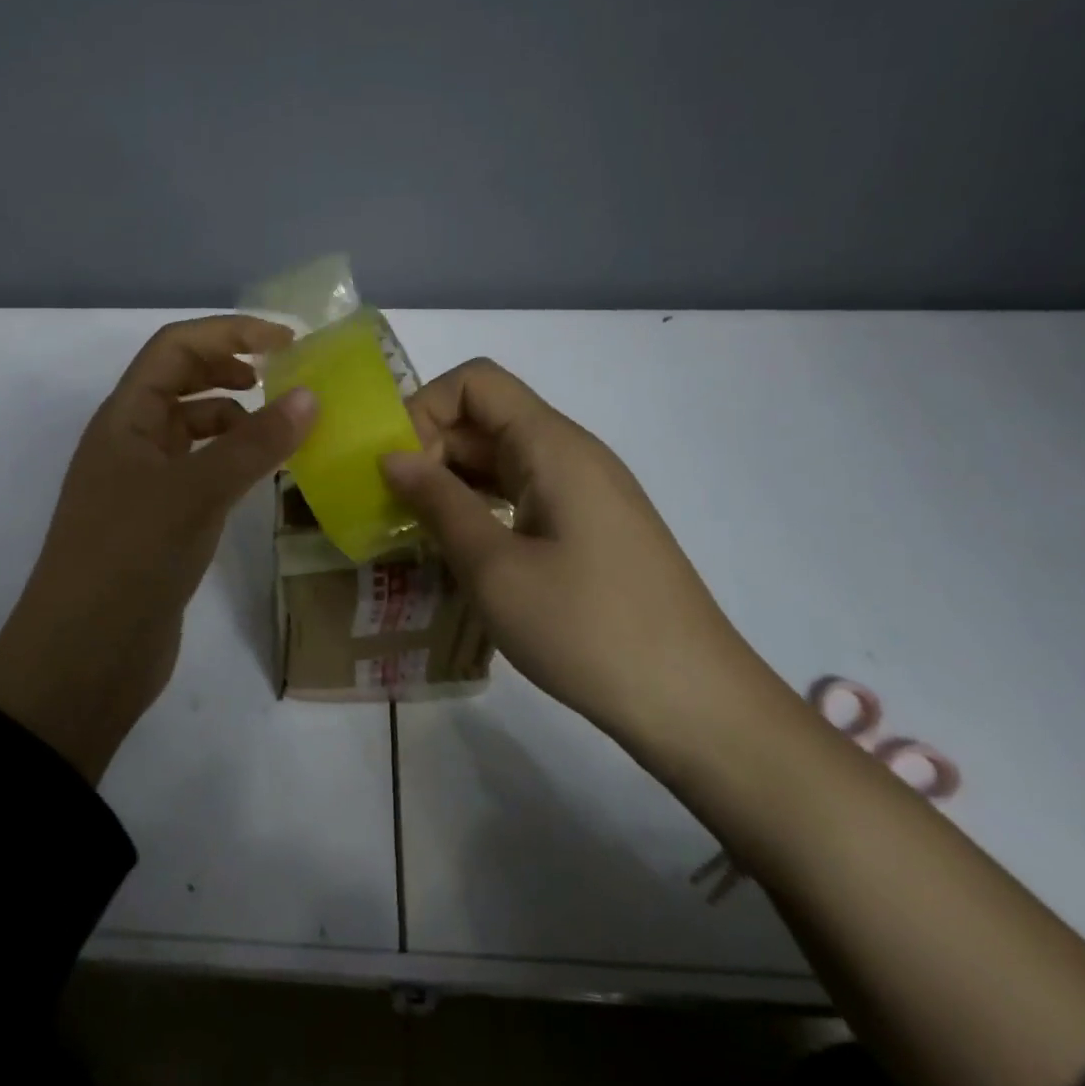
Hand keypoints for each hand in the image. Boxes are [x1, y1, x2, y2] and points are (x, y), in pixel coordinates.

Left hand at [0, 316, 316, 782]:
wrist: (84, 656)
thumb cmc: (130, 557)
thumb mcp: (195, 492)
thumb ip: (254, 444)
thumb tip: (311, 397)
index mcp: (125, 418)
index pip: (175, 348)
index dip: (229, 332)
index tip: (288, 342)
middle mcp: (131, 441)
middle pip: (183, 381)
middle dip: (233, 369)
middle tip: (289, 381)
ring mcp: (144, 484)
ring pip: (195, 430)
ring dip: (237, 419)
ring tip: (286, 431)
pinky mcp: (160, 523)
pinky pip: (202, 473)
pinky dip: (234, 463)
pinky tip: (264, 477)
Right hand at [379, 358, 760, 744]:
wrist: (694, 703)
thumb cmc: (588, 629)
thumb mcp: (495, 569)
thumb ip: (439, 503)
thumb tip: (392, 456)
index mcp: (552, 446)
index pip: (475, 382)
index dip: (424, 408)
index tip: (395, 467)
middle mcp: (570, 454)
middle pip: (485, 418)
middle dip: (429, 449)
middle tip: (390, 507)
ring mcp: (583, 491)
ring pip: (500, 459)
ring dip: (450, 482)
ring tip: (411, 528)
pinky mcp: (588, 527)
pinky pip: (521, 493)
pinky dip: (479, 507)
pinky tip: (457, 549)